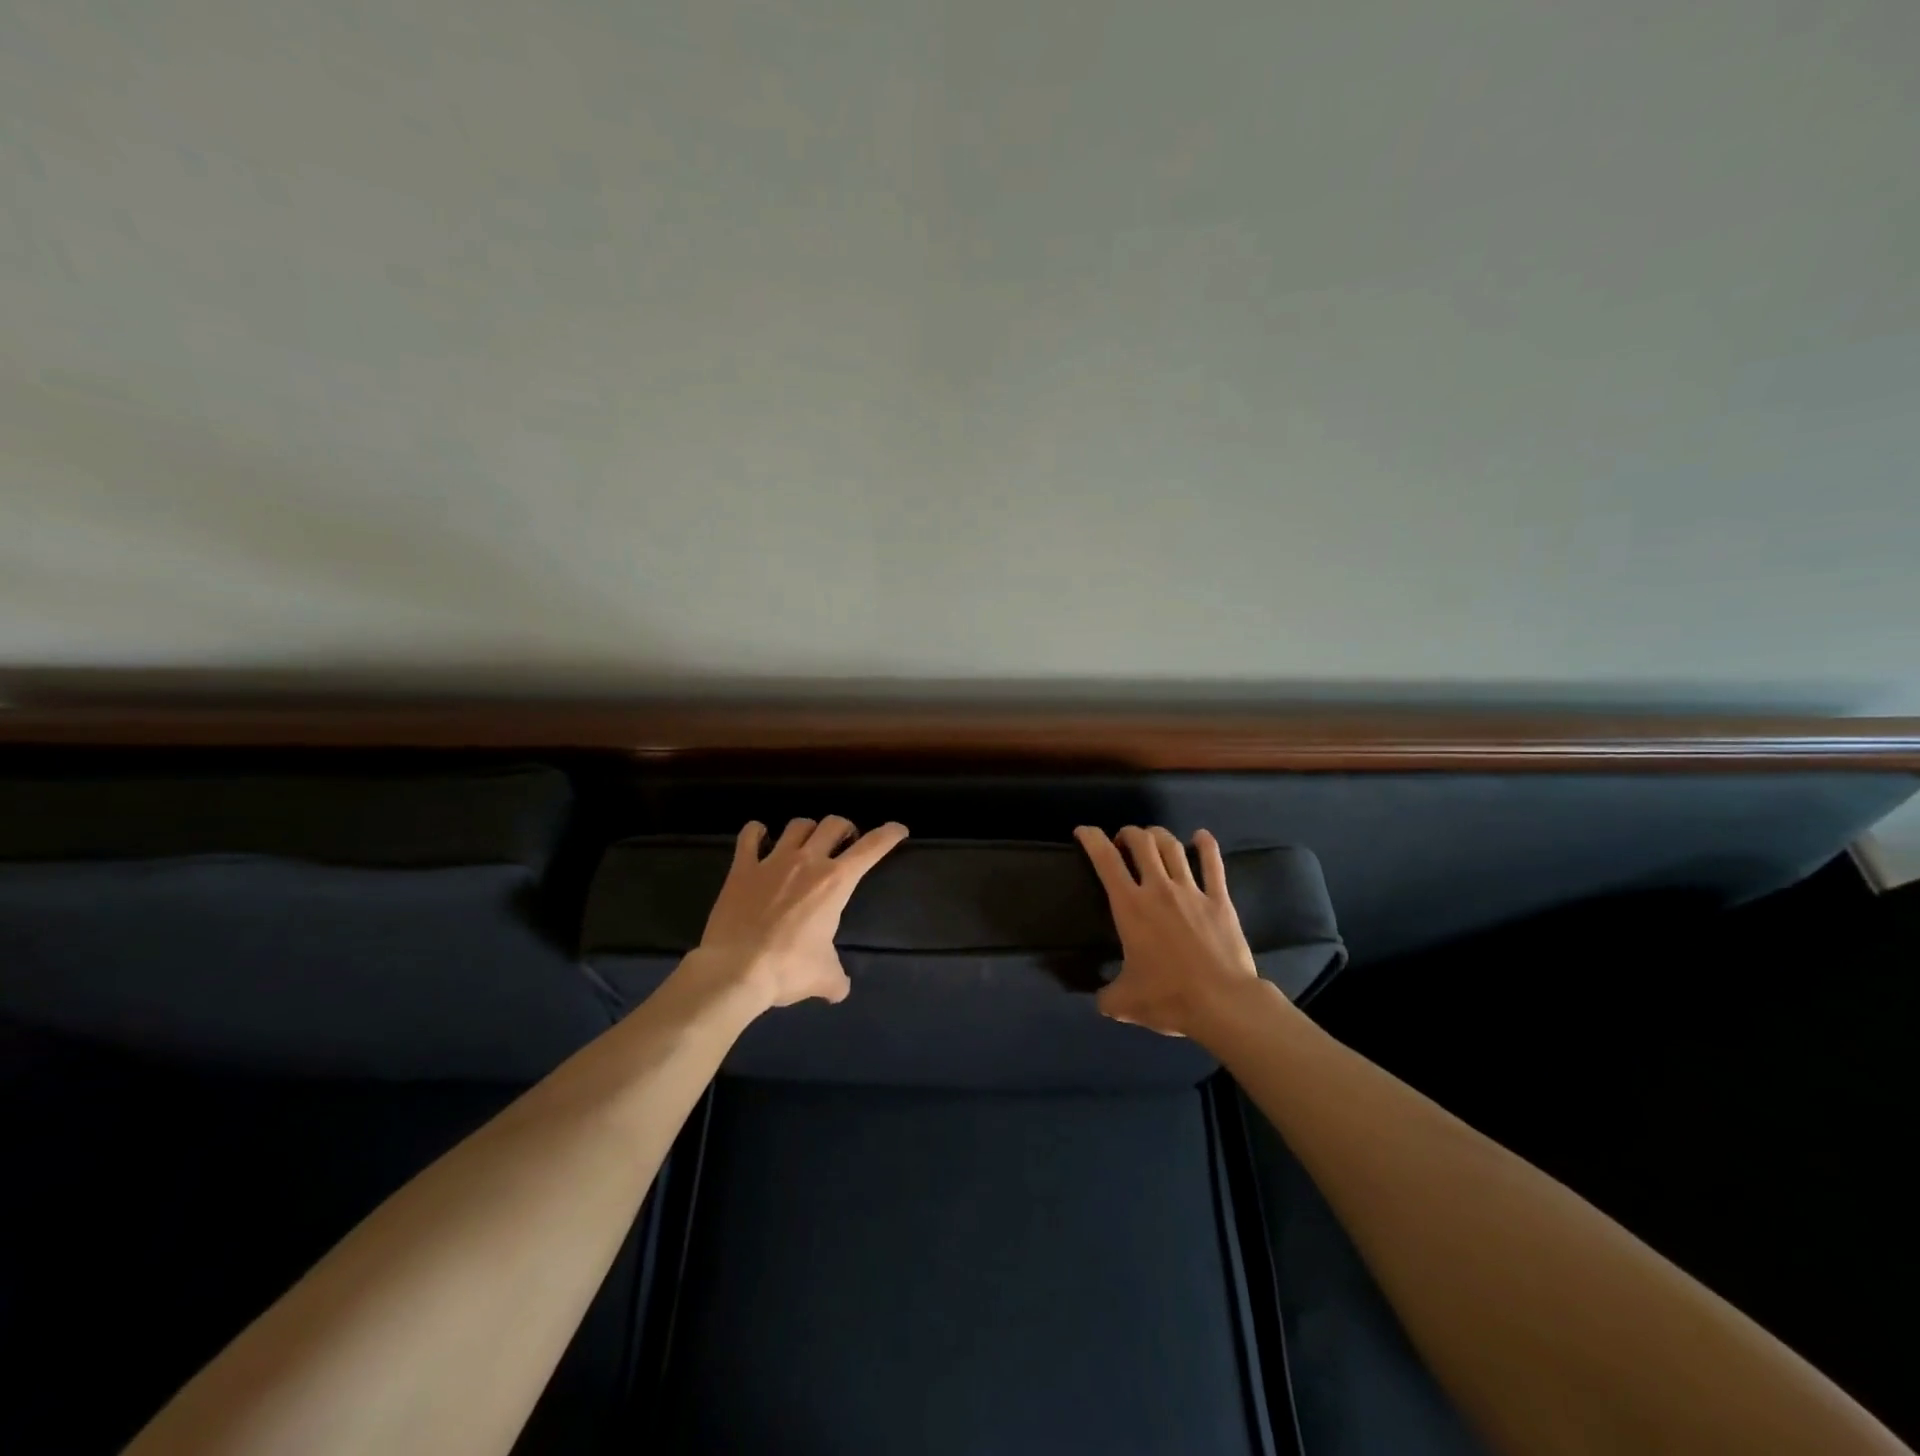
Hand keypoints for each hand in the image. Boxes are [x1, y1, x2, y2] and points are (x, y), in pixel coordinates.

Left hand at [687, 816, 908, 1010]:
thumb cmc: (788, 969)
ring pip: (797, 825)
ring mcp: (772, 861)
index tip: (898, 829)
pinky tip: (760, 837)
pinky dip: (757, 832)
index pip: (871, 848)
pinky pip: (749, 836)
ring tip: (807, 842)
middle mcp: (807, 861)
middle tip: (845, 843)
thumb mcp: (824, 977)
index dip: (888, 834)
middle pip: (833, 824)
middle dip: (845, 829)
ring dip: (807, 830)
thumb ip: (837, 979)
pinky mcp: (742, 868)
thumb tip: (838, 990)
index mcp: (835, 882)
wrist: (734, 971)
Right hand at [1075, 824, 1261, 1039]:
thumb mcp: (1125, 1004)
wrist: (1223, 1004)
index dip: (1091, 838)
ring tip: (1152, 838)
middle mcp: (1158, 888)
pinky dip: (1205, 845)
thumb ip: (1107, 997)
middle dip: (1128, 834)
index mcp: (1130, 906)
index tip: (1083, 831)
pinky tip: (1201, 836)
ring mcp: (1191, 891)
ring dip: (1158, 835)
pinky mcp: (1220, 900)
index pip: (1105, 860)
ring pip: (1172, 846)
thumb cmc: (1169, 998)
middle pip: (1141, 842)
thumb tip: (1102, 1000)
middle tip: (1122, 843)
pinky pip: (1213, 863)